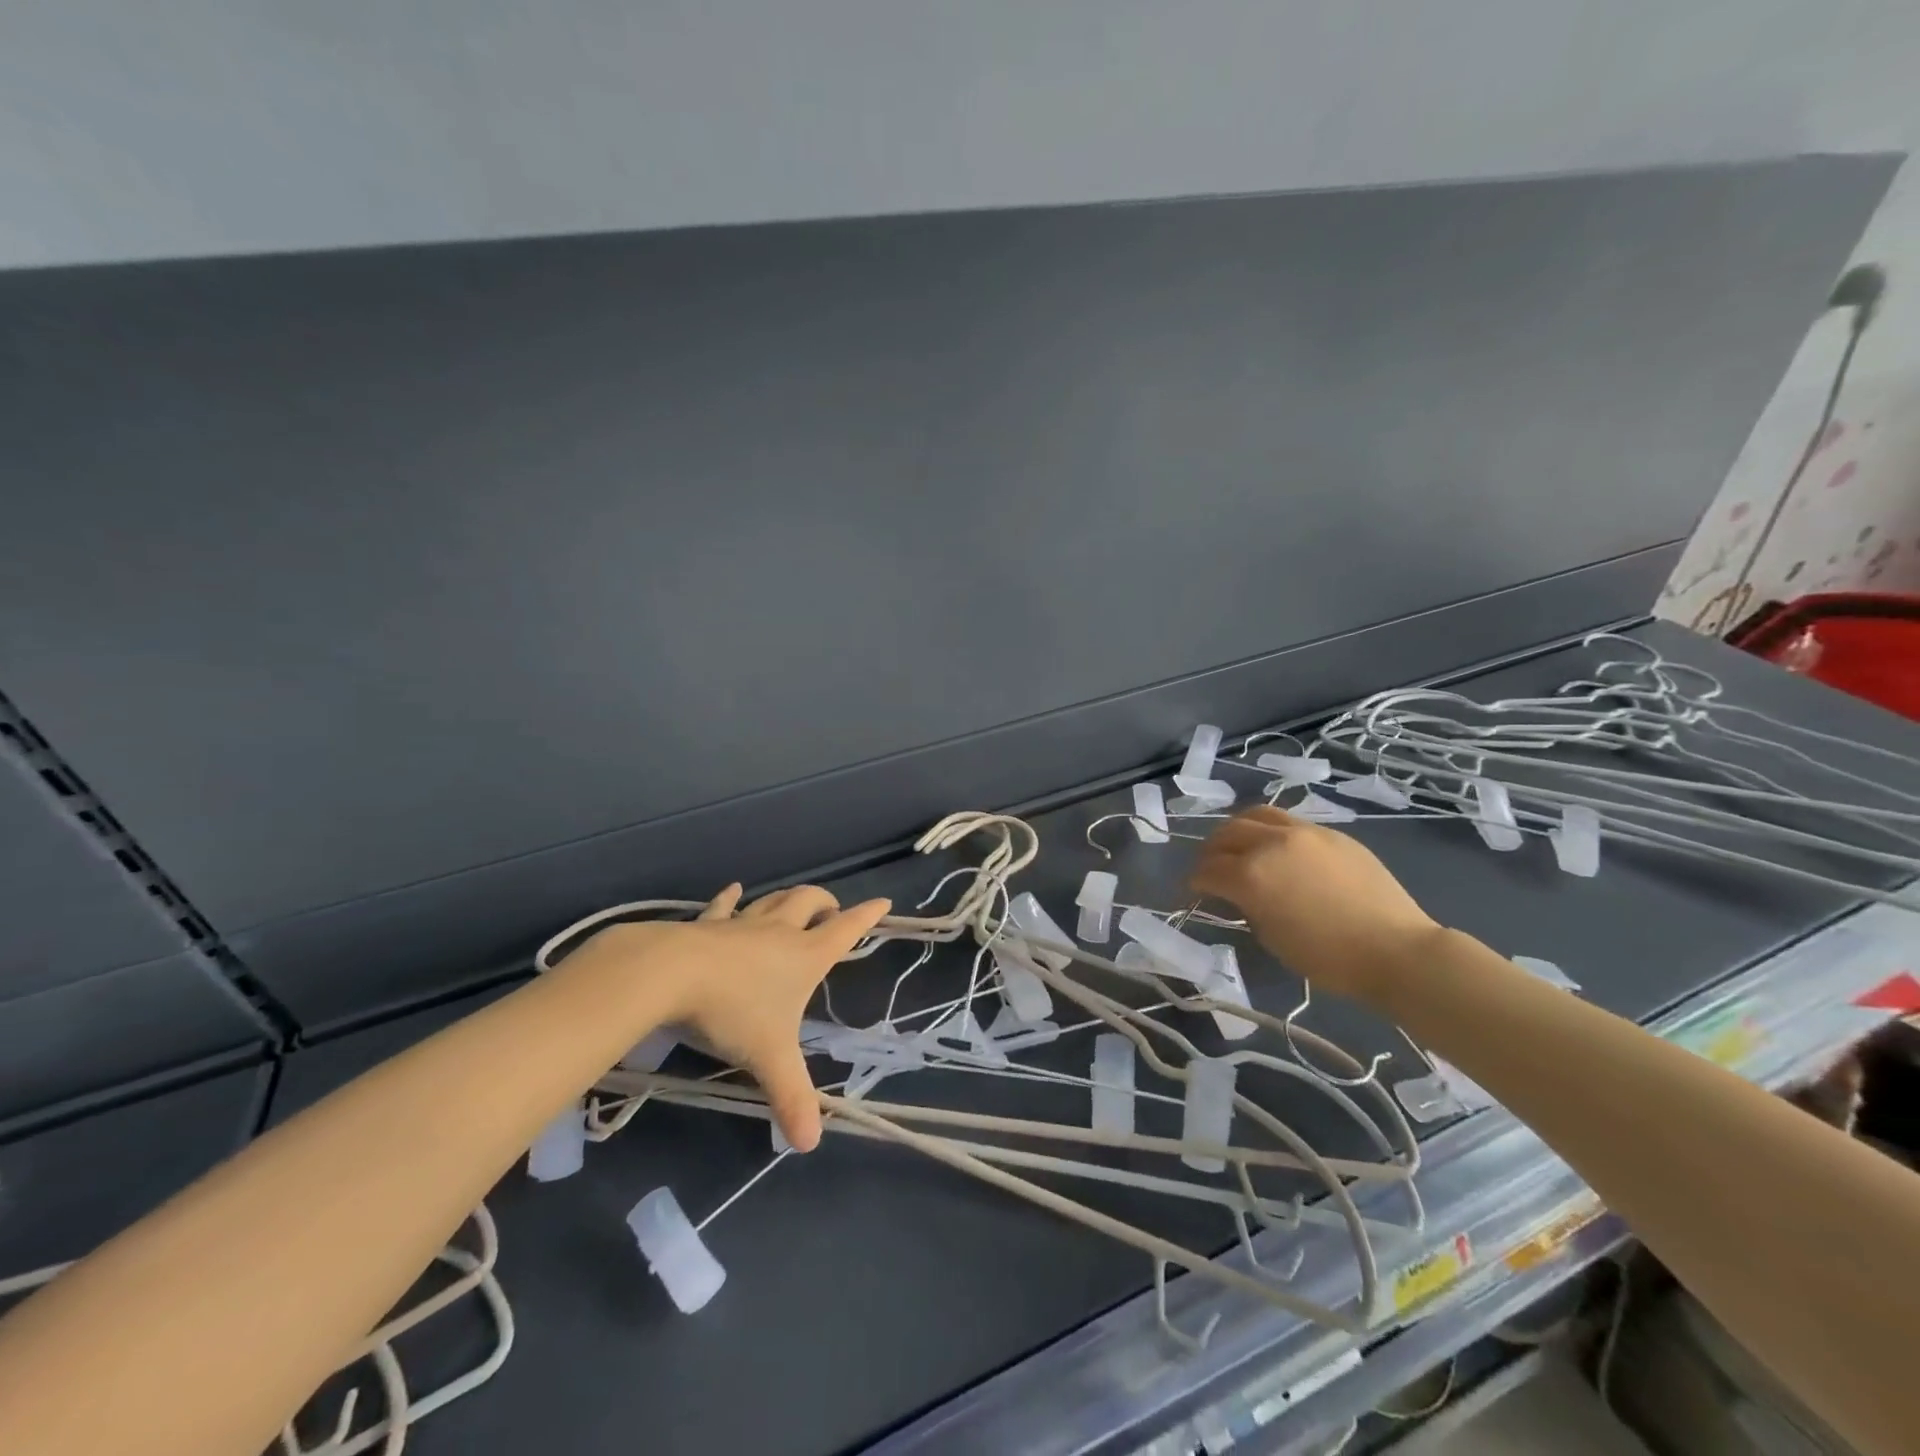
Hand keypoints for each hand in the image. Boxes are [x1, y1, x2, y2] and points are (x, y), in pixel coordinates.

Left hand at [575, 885, 889, 1151]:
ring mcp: (743, 924)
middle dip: (825, 902)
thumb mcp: (769, 1057)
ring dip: (787, 899)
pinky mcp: (709, 924)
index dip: (867, 916)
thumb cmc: (733, 1011)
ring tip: (794, 902)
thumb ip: (792, 1097)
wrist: (671, 974)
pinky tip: (734, 890)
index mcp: (805, 956)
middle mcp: (779, 932)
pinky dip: (732, 897)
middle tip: (831, 910)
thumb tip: (811, 1143)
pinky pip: (724, 905)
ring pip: (773, 900)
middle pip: (810, 902)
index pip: (846, 930)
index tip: (883, 901)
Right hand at [1189, 807, 1441, 1005]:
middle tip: (1210, 867)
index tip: (1192, 891)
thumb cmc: (1328, 958)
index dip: (1194, 882)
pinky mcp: (1331, 833)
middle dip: (1210, 851)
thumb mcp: (1271, 937)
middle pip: (1225, 834)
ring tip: (1238, 845)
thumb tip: (1240, 894)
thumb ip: (1247, 906)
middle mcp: (1270, 843)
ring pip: (1255, 815)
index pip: (1207, 870)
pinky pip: (1288, 821)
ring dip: (1237, 829)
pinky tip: (1276, 847)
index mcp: (1250, 875)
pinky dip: (1270, 830)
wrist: (1396, 950)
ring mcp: (1303, 832)